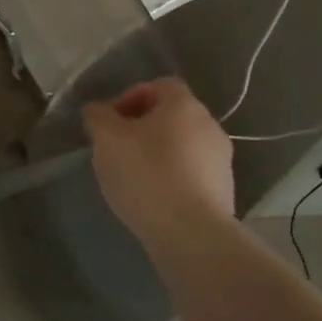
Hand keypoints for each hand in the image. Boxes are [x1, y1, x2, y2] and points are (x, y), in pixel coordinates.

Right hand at [83, 78, 234, 242]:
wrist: (191, 235)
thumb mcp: (107, 139)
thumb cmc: (146, 174)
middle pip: (170, 117)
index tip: (110, 123)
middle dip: (141, 129)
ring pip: (181, 147)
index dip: (130, 98)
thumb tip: (97, 111)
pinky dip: (171, 179)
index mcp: (184, 105)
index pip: (158, 85)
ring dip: (157, 155)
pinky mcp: (224, 192)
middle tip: (117, 150)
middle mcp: (209, 126)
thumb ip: (98, 117)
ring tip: (132, 178)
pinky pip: (190, 174)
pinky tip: (152, 199)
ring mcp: (221, 161)